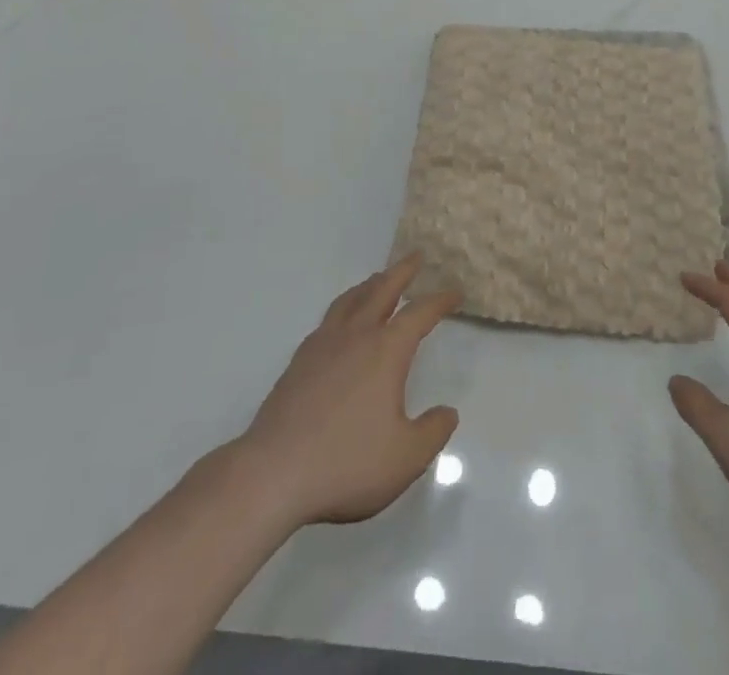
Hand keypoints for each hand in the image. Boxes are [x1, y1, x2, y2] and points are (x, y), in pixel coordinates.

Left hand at [234, 254, 460, 526]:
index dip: (440, 300)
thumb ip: (433, 432)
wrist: (273, 473)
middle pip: (382, 290)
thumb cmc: (346, 463)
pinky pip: (328, 320)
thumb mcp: (405, 457)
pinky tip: (341, 322)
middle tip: (416, 257)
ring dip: (370, 284)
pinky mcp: (298, 362)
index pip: (420, 313)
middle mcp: (356, 336)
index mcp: (386, 350)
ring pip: (351, 300)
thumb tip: (447, 412)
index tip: (455, 293)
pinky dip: (344, 309)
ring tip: (378, 280)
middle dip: (402, 272)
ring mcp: (323, 345)